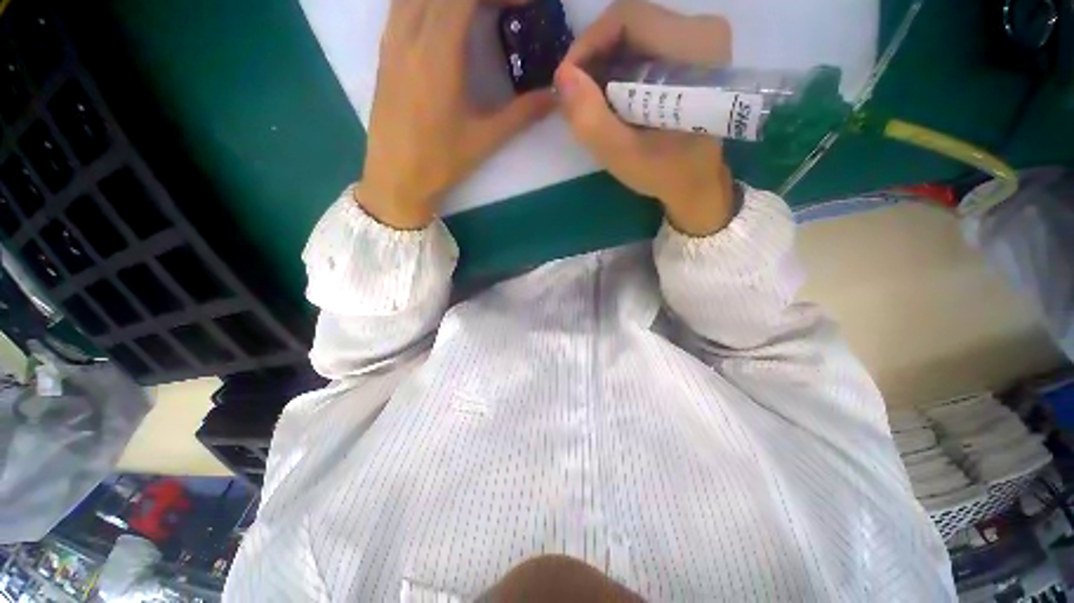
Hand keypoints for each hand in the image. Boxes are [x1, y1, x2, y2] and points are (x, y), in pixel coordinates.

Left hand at [358, 0, 554, 228]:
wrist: (396, 180)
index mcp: (437, 54)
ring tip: (479, 11)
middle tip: (507, 8)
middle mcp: (409, 35)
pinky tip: (446, 18)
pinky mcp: (384, 52)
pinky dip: (428, 2)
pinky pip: (403, 4)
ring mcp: (392, 40)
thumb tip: (555, 97)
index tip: (526, 4)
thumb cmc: (440, 162)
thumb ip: (522, 114)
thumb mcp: (485, 140)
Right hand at [555, 0, 734, 235]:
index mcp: (695, 48)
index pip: (628, 18)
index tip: (566, 82)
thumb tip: (562, 76)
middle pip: (629, 23)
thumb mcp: (622, 155)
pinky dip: (617, 68)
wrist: (696, 182)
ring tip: (590, 101)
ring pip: (632, 32)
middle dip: (593, 57)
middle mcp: (702, 30)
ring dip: (602, 64)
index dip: (588, 44)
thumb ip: (591, 120)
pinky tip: (608, 97)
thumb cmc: (665, 172)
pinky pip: (641, 43)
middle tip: (575, 96)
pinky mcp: (690, 48)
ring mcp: (698, 37)